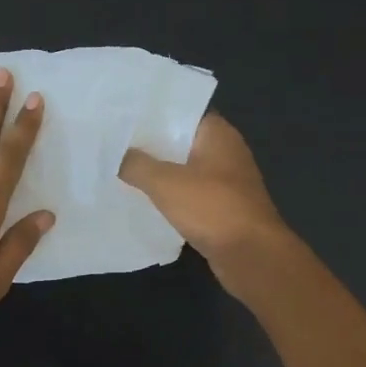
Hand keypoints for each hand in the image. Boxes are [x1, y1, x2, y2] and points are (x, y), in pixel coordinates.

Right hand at [120, 112, 291, 296]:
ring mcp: (226, 182)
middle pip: (181, 140)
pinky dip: (170, 196)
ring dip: (159, 172)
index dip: (153, 113)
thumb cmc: (212, 208)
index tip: (123, 115)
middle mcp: (225, 152)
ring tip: (121, 169)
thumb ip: (138, 165)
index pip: (182, 111)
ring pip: (184, 169)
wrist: (251, 255)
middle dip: (151, 144)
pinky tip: (144, 200)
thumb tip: (118, 155)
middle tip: (113, 142)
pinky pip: (190, 195)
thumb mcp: (166, 183)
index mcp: (218, 134)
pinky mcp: (222, 208)